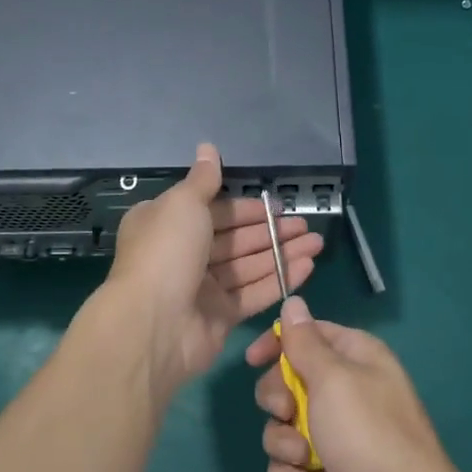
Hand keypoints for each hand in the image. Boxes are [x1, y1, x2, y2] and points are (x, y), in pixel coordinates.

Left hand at [106, 144, 323, 390]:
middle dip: (271, 231)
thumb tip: (207, 146)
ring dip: (282, 253)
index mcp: (166, 224)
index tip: (277, 205)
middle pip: (234, 239)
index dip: (246, 208)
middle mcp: (182, 254)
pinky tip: (308, 267)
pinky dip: (280, 279)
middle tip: (307, 225)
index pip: (213, 211)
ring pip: (248, 266)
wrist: (153, 324)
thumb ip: (203, 179)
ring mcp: (201, 288)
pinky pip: (254, 293)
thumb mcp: (183, 204)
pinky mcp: (219, 317)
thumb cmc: (166, 252)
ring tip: (317, 243)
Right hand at [246, 297, 471, 471]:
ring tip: (302, 458)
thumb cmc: (369, 436)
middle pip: (287, 380)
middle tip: (286, 412)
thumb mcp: (334, 379)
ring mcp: (334, 436)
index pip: (309, 334)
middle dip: (276, 398)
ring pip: (282, 425)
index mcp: (356, 358)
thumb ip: (305, 343)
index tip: (253, 359)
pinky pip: (288, 464)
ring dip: (282, 441)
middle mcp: (345, 392)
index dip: (279, 342)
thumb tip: (293, 301)